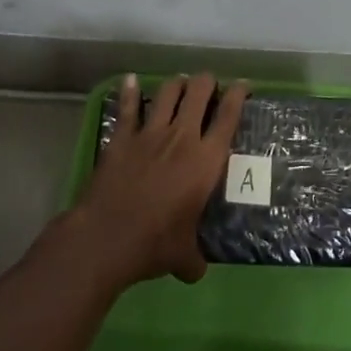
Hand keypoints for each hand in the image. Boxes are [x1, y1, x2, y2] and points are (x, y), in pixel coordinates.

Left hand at [73, 73, 248, 289]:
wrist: (107, 238)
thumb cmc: (154, 245)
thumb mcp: (184, 256)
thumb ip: (194, 258)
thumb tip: (196, 270)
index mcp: (206, 161)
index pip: (228, 116)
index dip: (238, 94)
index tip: (243, 86)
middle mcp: (182, 137)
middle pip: (199, 91)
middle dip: (206, 82)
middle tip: (209, 86)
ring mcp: (149, 134)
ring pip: (168, 92)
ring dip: (177, 84)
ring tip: (181, 84)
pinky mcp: (122, 138)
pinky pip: (128, 108)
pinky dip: (130, 92)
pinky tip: (131, 80)